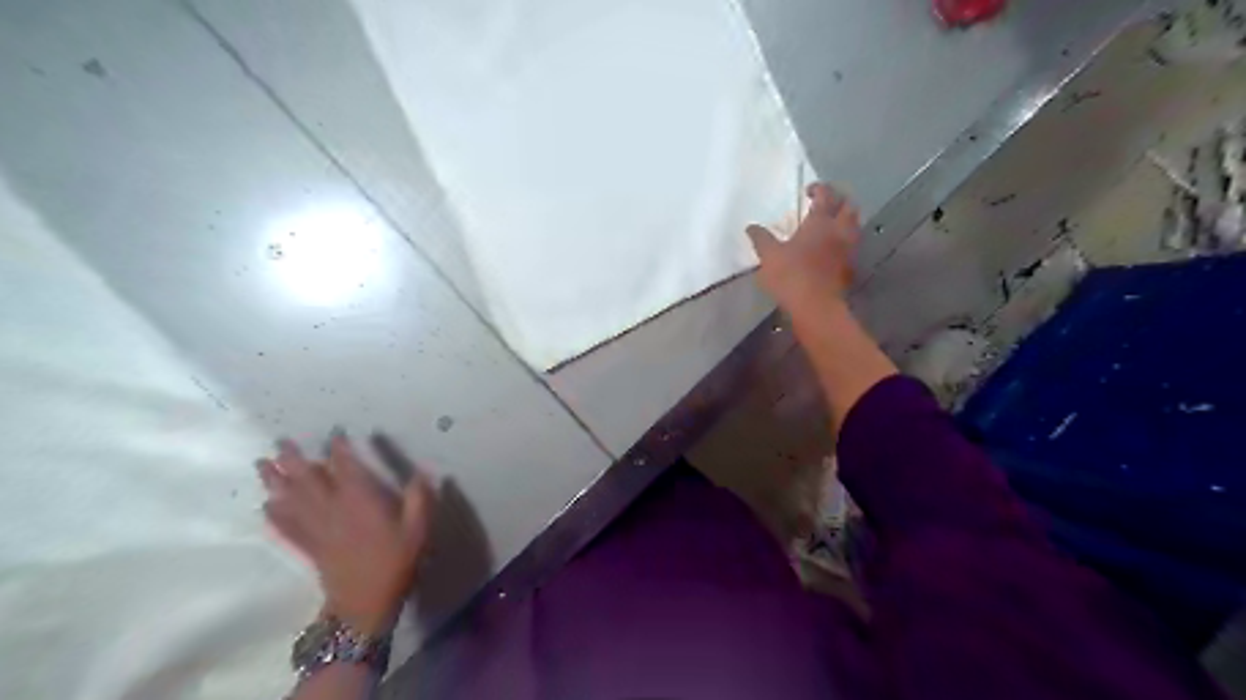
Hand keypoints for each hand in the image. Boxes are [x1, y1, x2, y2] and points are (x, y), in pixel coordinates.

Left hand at [253, 435, 435, 636]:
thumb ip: (419, 497)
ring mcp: (316, 529)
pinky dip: (274, 515)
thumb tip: (424, 470)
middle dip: (294, 460)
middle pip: (308, 480)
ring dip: (275, 482)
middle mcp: (333, 510)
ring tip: (262, 465)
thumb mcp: (418, 528)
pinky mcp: (308, 547)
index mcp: (360, 501)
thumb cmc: (395, 561)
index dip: (339, 449)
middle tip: (280, 442)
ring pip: (291, 500)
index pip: (346, 467)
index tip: (334, 433)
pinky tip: (265, 507)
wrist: (364, 604)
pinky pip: (286, 528)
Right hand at [743, 183, 863, 315]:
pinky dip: (844, 240)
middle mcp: (839, 230)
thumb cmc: (791, 276)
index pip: (826, 194)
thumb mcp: (769, 256)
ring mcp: (848, 249)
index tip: (808, 191)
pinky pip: (851, 245)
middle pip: (848, 206)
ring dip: (844, 219)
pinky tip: (832, 248)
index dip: (819, 188)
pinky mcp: (850, 266)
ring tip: (830, 224)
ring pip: (854, 225)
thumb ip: (761, 238)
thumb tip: (751, 227)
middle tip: (824, 204)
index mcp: (820, 222)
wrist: (816, 306)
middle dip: (838, 200)